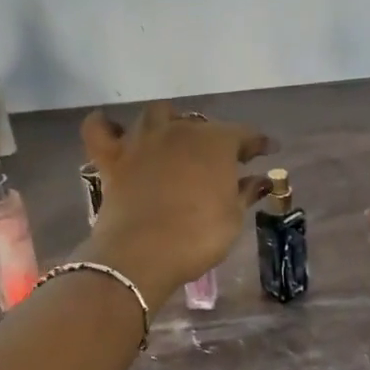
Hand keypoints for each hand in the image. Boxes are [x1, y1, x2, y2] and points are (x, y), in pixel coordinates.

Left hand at [80, 103, 273, 301]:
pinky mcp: (112, 158)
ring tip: (175, 139)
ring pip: (156, 114)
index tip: (269, 150)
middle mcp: (179, 130)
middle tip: (221, 159)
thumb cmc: (197, 236)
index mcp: (215, 142)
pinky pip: (100, 129)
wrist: (141, 254)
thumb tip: (260, 179)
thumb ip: (245, 192)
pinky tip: (113, 130)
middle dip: (214, 137)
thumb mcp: (232, 218)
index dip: (258, 142)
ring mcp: (142, 141)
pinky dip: (106, 125)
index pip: (244, 134)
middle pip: (200, 124)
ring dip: (169, 122)